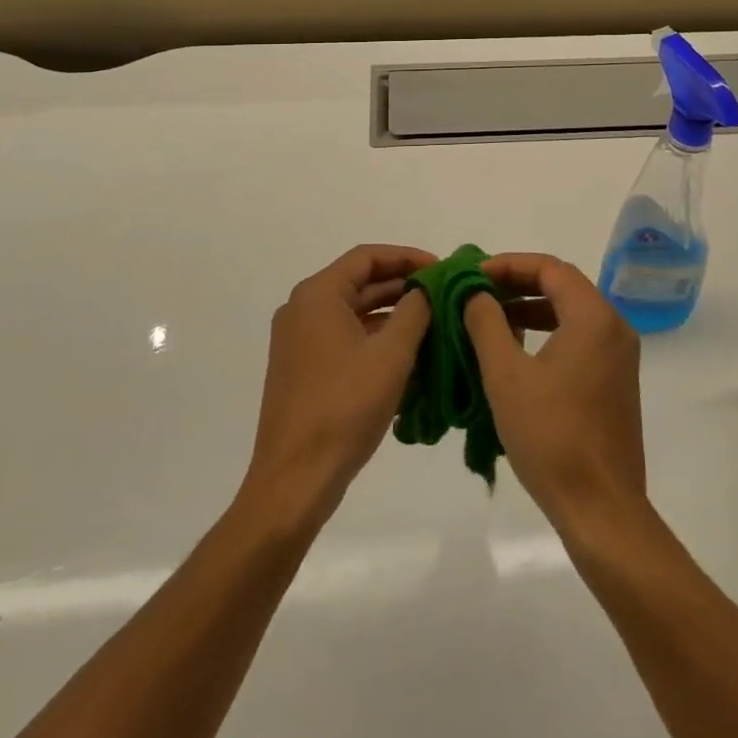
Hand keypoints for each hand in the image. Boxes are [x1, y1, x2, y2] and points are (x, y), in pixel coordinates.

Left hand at [241, 245, 434, 530]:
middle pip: (359, 282)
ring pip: (354, 313)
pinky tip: (408, 355)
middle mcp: (302, 309)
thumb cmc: (344, 408)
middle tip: (443, 294)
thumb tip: (427, 288)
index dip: (407, 257)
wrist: (294, 481)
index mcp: (317, 295)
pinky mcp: (302, 369)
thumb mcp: (391, 355)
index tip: (441, 268)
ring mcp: (299, 341)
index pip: (368, 257)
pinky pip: (345, 339)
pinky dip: (375, 339)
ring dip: (392, 315)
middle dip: (403, 286)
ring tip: (434, 323)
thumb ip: (415, 310)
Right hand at [463, 254, 645, 530]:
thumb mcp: (506, 375)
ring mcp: (619, 354)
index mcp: (593, 317)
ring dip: (531, 307)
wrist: (601, 510)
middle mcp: (614, 326)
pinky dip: (548, 330)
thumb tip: (475, 293)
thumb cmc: (551, 437)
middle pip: (562, 285)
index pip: (549, 267)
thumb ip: (487, 323)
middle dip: (518, 283)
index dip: (508, 264)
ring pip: (571, 311)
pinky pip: (580, 336)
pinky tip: (518, 348)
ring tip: (491, 316)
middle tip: (478, 291)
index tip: (473, 274)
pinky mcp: (616, 380)